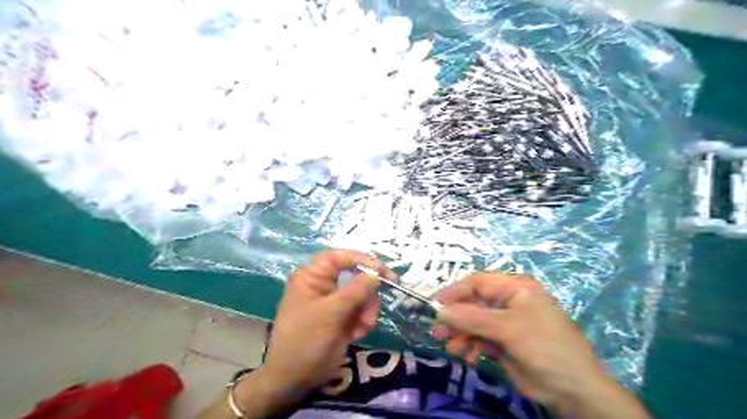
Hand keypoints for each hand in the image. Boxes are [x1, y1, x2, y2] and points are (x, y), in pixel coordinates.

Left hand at [252, 250, 393, 400]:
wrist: (294, 379)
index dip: (362, 260)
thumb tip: (376, 274)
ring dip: (366, 311)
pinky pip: (361, 310)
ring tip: (361, 329)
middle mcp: (323, 285)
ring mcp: (333, 301)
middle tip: (371, 313)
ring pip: (362, 294)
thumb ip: (355, 291)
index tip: (383, 272)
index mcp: (312, 277)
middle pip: (355, 275)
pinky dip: (363, 321)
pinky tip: (356, 335)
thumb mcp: (331, 313)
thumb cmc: (306, 340)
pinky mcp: (341, 316)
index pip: (340, 257)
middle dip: (367, 295)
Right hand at [432, 272, 612, 412]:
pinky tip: (468, 357)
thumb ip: (472, 318)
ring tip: (452, 348)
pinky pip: (479, 338)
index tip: (436, 305)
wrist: (573, 390)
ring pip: (473, 322)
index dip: (456, 292)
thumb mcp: (508, 328)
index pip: (478, 282)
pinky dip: (470, 346)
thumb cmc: (544, 347)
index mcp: (515, 288)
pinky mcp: (503, 342)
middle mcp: (508, 301)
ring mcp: (505, 322)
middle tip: (438, 333)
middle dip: (455, 318)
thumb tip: (440, 310)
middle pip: (473, 303)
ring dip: (460, 334)